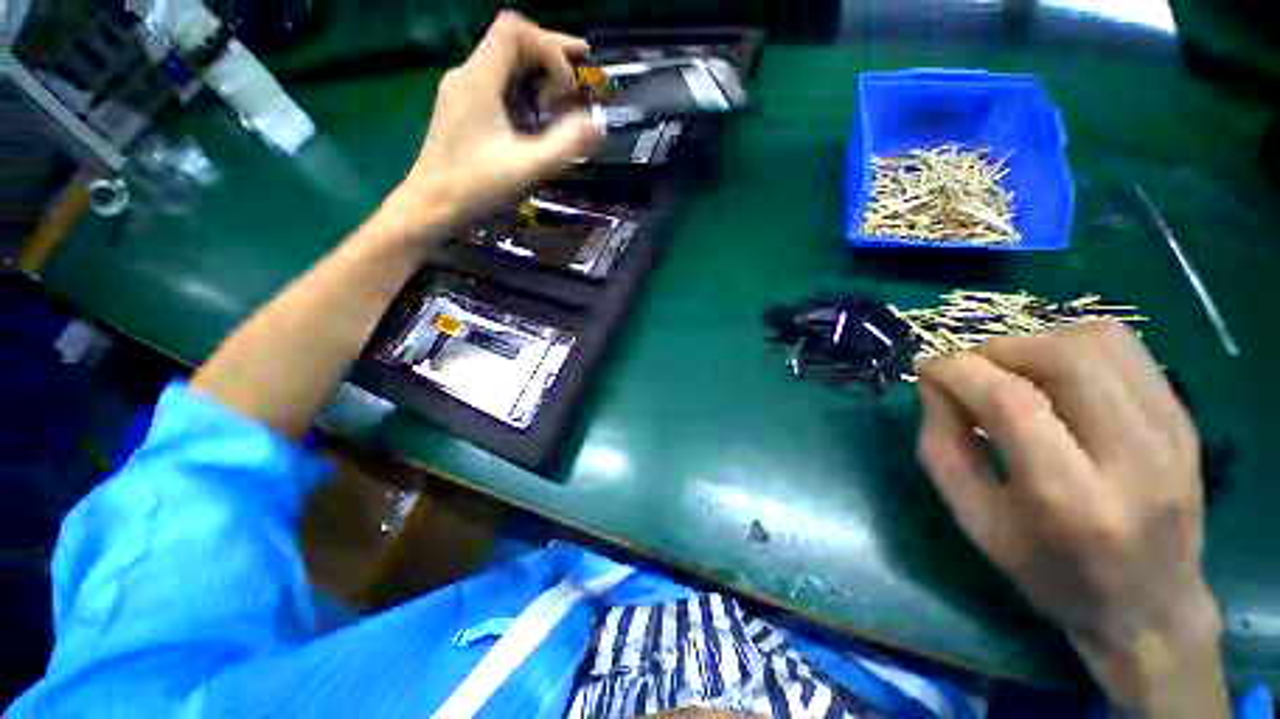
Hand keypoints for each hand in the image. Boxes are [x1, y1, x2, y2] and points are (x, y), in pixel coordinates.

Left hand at [389, 12, 603, 236]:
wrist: (432, 204)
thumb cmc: (476, 186)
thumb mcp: (527, 166)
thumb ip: (565, 144)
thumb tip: (599, 125)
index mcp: (479, 78)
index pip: (514, 31)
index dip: (549, 47)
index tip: (569, 86)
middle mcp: (468, 74)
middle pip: (512, 41)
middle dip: (551, 52)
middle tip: (585, 64)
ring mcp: (463, 91)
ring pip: (505, 62)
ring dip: (539, 71)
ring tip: (567, 93)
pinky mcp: (464, 108)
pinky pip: (498, 83)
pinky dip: (525, 88)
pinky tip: (540, 110)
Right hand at [917, 322, 1228, 716]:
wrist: (1149, 607)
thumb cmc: (1050, 571)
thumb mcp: (974, 520)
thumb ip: (942, 445)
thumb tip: (935, 383)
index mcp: (1071, 501)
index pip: (1011, 402)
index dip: (958, 371)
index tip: (929, 369)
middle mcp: (1133, 460)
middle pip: (1064, 358)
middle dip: (998, 349)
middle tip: (971, 369)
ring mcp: (1170, 434)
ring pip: (1100, 340)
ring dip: (1037, 342)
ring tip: (1013, 371)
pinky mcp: (1183, 419)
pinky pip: (1126, 349)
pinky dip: (1074, 345)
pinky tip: (1055, 376)